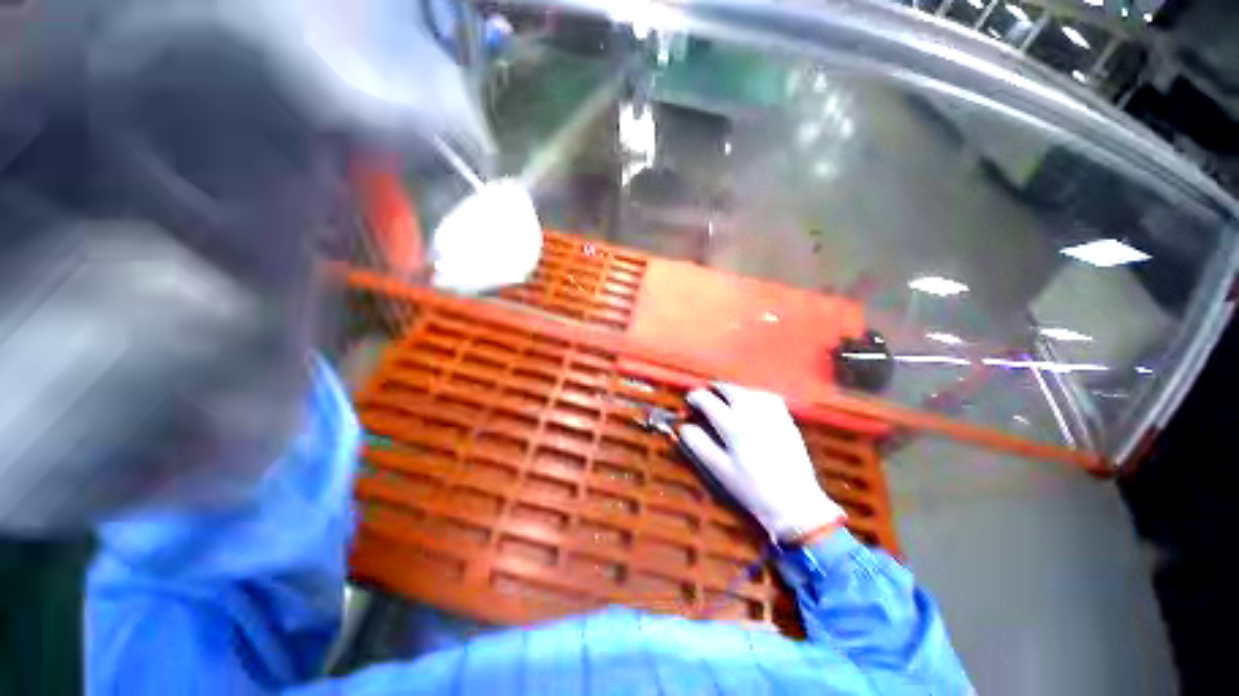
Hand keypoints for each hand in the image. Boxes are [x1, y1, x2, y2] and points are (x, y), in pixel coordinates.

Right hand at [679, 383, 844, 541]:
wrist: (794, 503)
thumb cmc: (752, 488)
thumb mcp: (719, 469)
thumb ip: (699, 444)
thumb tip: (683, 427)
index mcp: (733, 425)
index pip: (708, 400)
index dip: (695, 397)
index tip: (690, 400)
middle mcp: (752, 414)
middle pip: (729, 389)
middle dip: (714, 388)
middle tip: (706, 394)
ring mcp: (772, 415)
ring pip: (748, 390)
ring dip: (734, 391)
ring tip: (726, 397)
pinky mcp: (786, 421)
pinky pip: (768, 397)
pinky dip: (755, 395)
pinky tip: (752, 403)